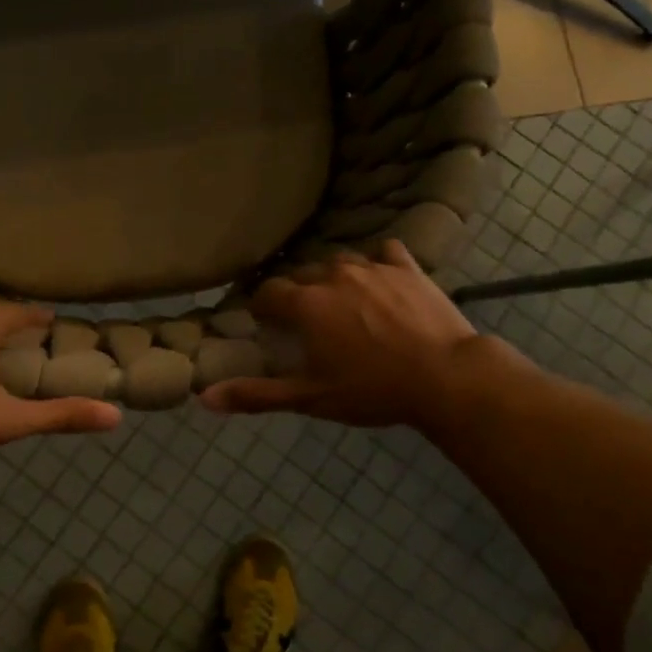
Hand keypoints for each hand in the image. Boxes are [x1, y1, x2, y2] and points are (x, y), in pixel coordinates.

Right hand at [201, 240, 505, 428]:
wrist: (447, 378)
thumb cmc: (373, 390)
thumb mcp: (310, 398)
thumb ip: (256, 394)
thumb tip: (204, 398)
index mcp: (306, 304)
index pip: (268, 292)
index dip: (262, 306)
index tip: (265, 322)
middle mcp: (333, 275)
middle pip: (302, 275)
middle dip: (297, 294)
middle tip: (305, 321)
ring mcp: (373, 267)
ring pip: (339, 262)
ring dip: (332, 278)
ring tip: (340, 301)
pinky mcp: (407, 267)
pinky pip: (384, 252)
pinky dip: (377, 263)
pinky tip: (381, 279)